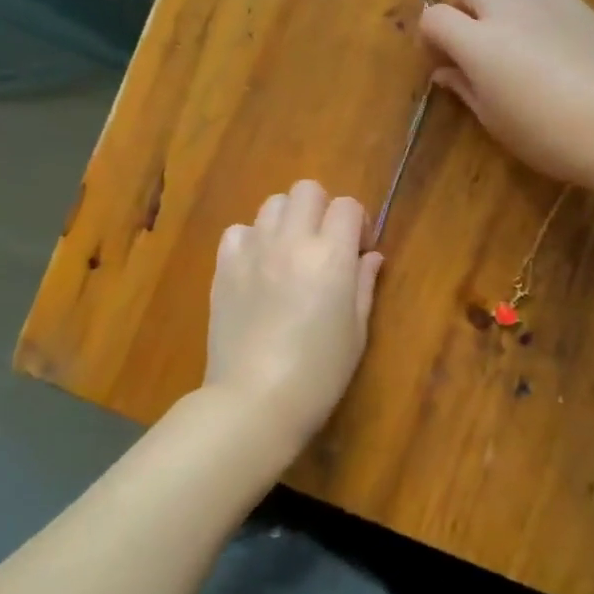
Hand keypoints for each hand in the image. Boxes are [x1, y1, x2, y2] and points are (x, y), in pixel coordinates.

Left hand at [205, 180, 382, 450]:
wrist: (254, 402)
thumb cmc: (318, 374)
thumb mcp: (356, 332)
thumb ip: (363, 284)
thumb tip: (370, 255)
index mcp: (330, 256)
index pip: (347, 205)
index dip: (357, 222)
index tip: (358, 250)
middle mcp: (291, 242)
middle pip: (307, 190)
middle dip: (322, 209)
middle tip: (324, 245)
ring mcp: (252, 251)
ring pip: (272, 204)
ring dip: (287, 221)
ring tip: (289, 254)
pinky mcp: (224, 268)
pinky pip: (238, 231)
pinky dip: (252, 240)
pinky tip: (258, 268)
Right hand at [419, 0, 593, 187]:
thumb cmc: (544, 134)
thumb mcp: (493, 119)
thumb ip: (464, 87)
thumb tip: (444, 71)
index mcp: (478, 43)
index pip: (434, 17)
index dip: (430, 37)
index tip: (441, 60)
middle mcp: (506, 10)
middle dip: (462, 2)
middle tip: (473, 37)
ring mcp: (545, 2)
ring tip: (512, 33)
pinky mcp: (578, 5)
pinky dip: (536, 6)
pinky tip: (550, 37)